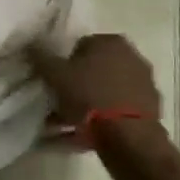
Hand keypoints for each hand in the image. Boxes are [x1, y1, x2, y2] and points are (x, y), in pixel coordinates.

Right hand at [31, 34, 161, 129]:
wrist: (129, 137)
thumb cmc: (89, 97)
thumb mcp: (56, 74)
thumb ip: (41, 57)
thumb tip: (30, 44)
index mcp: (112, 42)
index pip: (80, 46)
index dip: (63, 64)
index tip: (54, 82)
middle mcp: (132, 58)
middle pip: (95, 70)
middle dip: (76, 86)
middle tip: (58, 103)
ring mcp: (143, 85)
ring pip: (105, 94)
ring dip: (86, 107)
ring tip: (64, 126)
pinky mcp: (149, 111)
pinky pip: (116, 113)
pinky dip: (101, 122)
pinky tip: (83, 137)